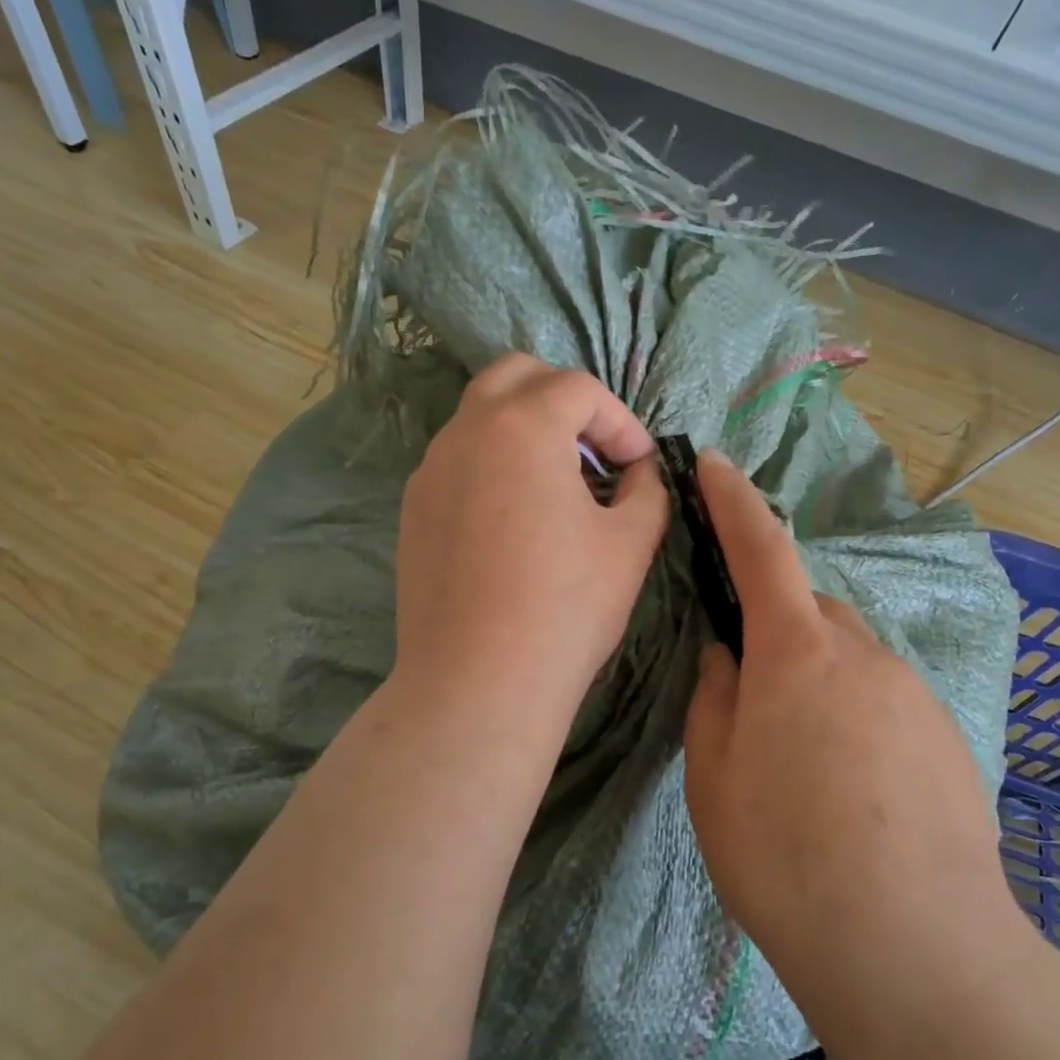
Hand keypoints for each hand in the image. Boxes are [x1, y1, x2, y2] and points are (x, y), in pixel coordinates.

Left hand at [391, 354, 669, 728]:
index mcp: (521, 426)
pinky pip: (458, 462)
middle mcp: (465, 433)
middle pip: (515, 377)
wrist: (478, 682)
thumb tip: (639, 473)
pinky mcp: (413, 511)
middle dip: (564, 400)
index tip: (640, 465)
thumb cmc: (565, 608)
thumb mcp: (630, 543)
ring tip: (559, 486)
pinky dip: (493, 466)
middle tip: (594, 451)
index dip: (620, 420)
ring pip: (480, 418)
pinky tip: (515, 521)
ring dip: (525, 431)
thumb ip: (646, 489)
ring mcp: (430, 471)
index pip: (578, 388)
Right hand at [682, 451, 1018, 997]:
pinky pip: (883, 698)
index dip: (733, 500)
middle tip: (747, 692)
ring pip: (848, 657)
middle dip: (775, 626)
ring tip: (798, 759)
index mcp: (797, 651)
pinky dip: (854, 715)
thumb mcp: (715, 776)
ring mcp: (913, 693)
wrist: (917, 951)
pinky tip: (847, 788)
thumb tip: (726, 655)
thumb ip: (714, 698)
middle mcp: (863, 653)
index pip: (762, 549)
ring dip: (815, 678)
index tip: (714, 463)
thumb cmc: (786, 856)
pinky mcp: (946, 736)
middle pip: (809, 610)